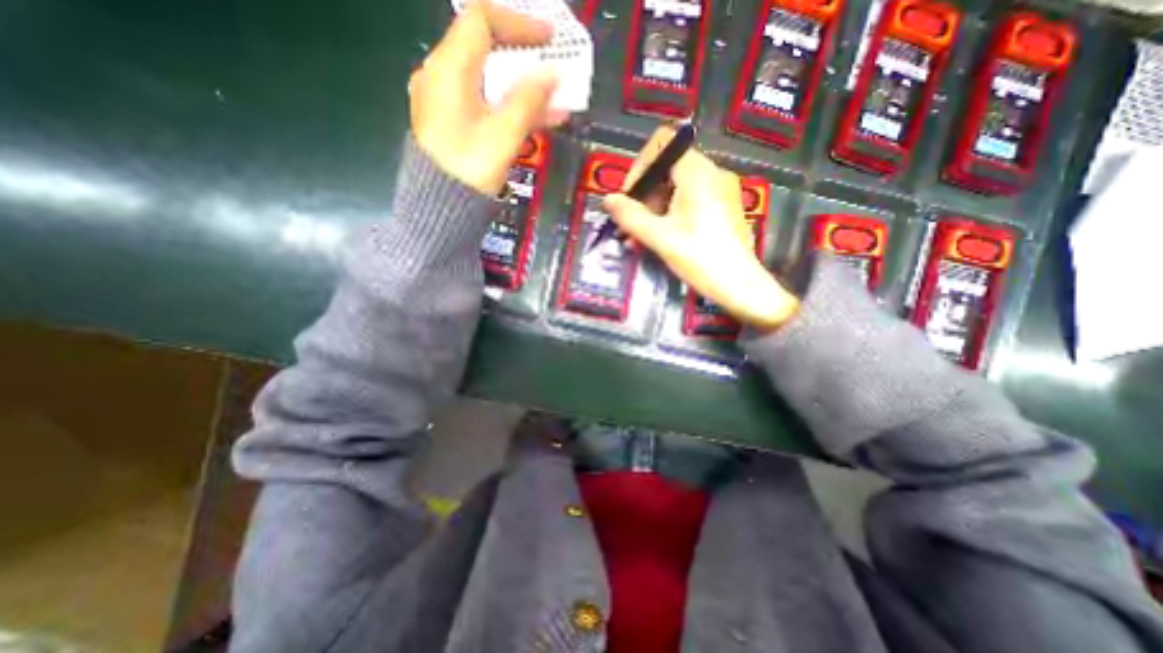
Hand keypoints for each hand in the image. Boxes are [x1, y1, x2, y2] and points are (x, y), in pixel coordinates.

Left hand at [407, 0, 568, 193]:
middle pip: (485, 51)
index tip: (549, 39)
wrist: (440, 210)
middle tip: (553, 70)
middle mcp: (441, 77)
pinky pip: (484, 105)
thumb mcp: (503, 135)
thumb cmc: (469, 170)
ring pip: (488, 83)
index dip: (519, 24)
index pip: (482, 20)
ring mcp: (444, 102)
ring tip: (555, 103)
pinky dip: (509, 108)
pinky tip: (537, 121)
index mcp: (449, 69)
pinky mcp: (451, 125)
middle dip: (524, 59)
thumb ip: (528, 100)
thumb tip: (552, 75)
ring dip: (522, 90)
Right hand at [600, 126, 800, 329]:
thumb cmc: (700, 257)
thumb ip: (630, 216)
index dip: (639, 167)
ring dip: (653, 209)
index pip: (662, 144)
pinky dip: (669, 214)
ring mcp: (720, 190)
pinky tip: (658, 239)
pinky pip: (689, 201)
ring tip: (638, 238)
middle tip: (630, 225)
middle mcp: (712, 173)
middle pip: (667, 168)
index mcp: (697, 172)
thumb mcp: (659, 237)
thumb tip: (607, 200)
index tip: (628, 198)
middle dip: (643, 195)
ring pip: (676, 187)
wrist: (739, 285)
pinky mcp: (723, 207)